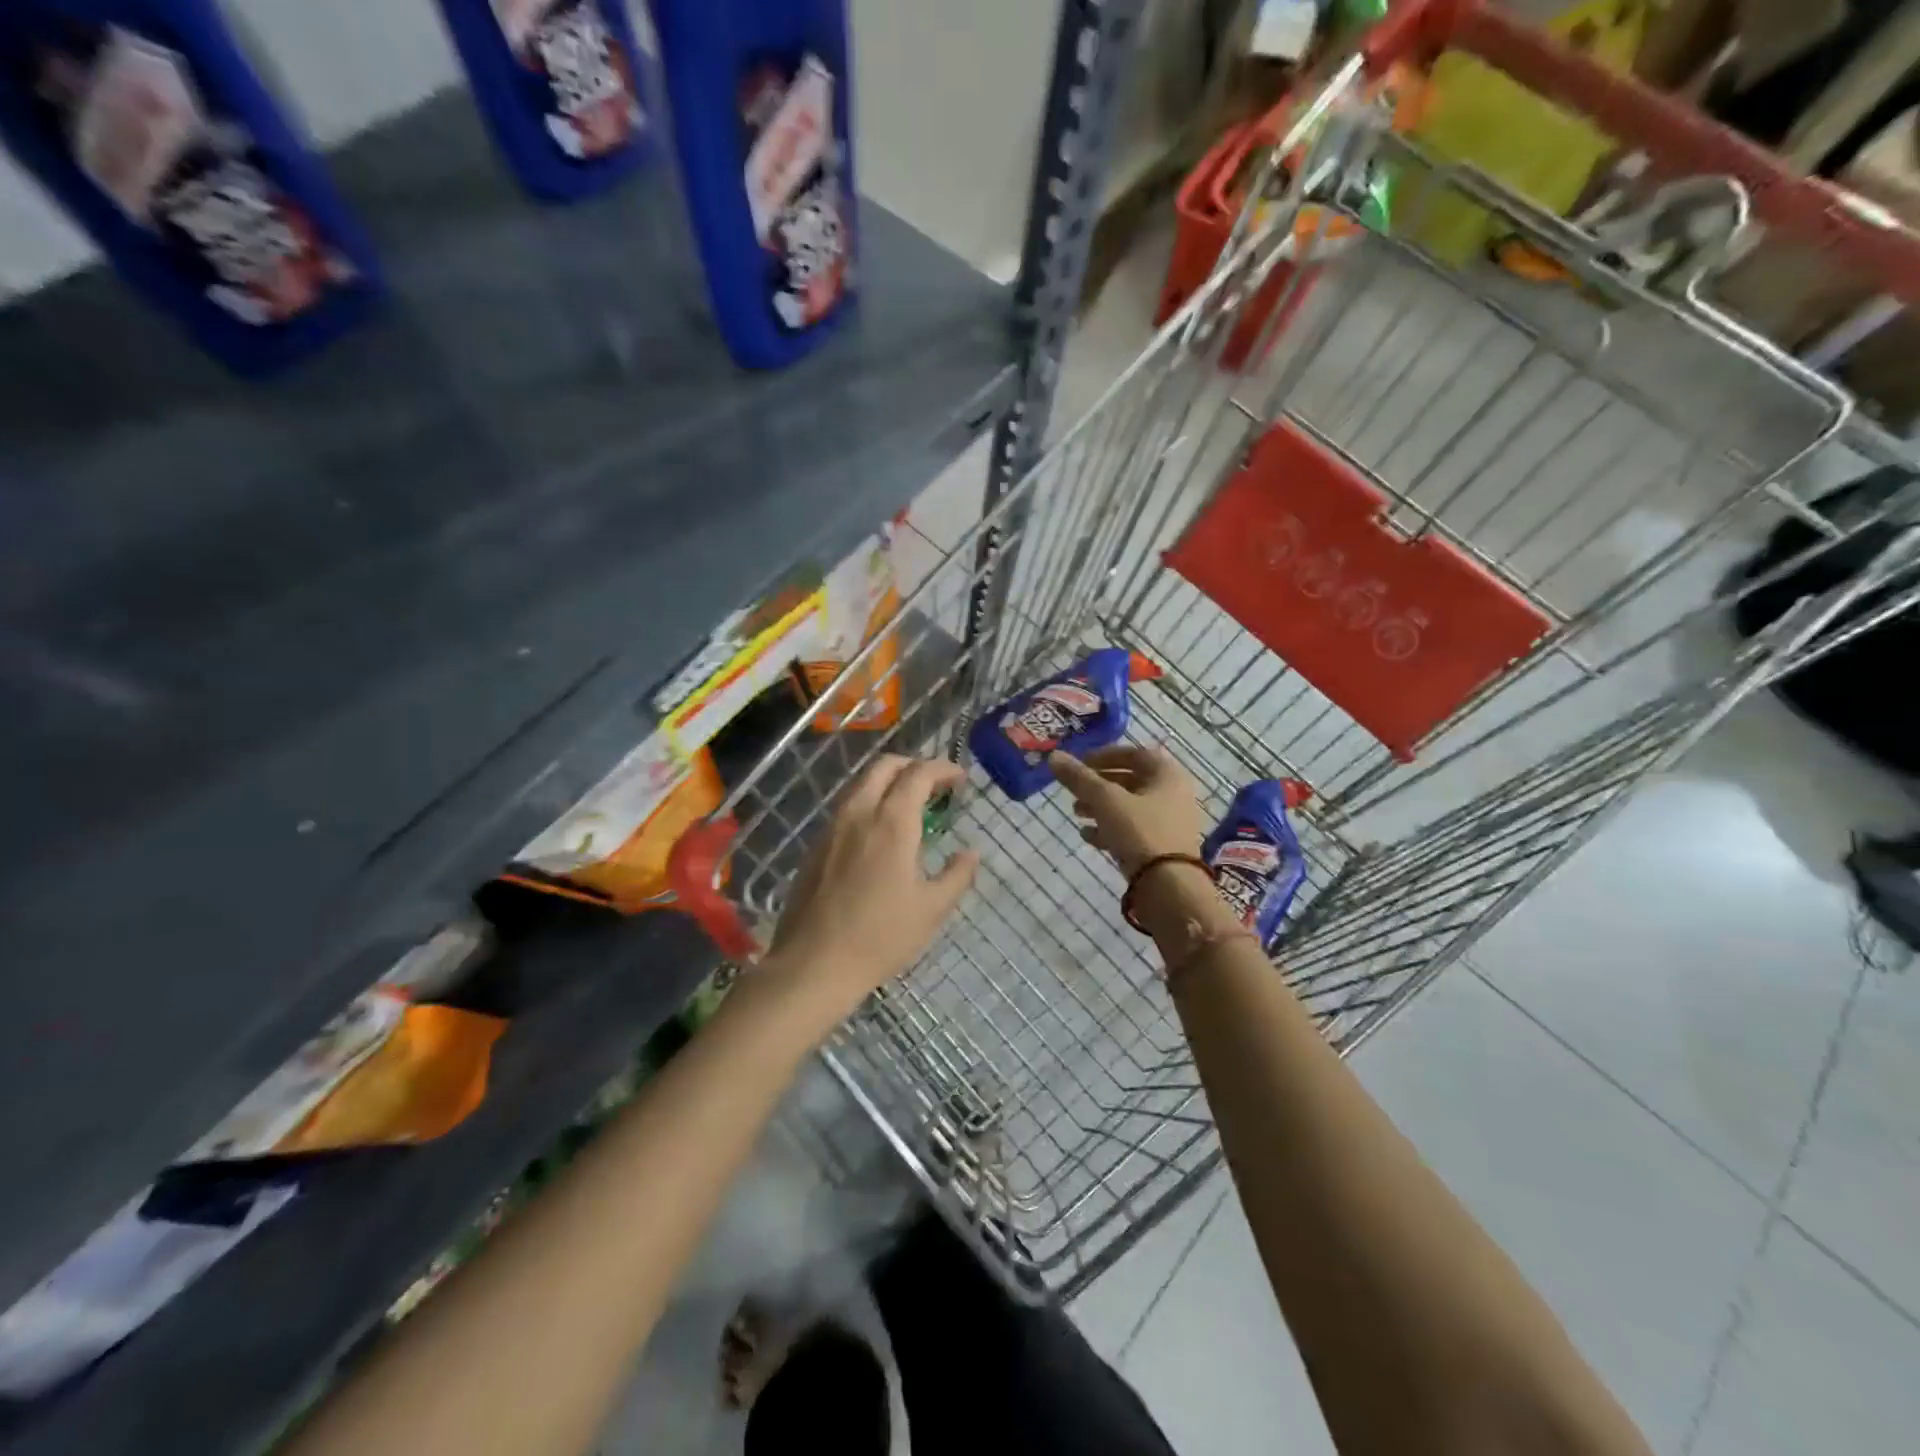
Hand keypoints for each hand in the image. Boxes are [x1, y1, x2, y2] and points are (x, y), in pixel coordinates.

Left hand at [761, 755, 979, 1031]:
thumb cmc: (880, 937)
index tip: (961, 779)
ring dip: (888, 782)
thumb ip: (957, 875)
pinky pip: (847, 808)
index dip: (943, 769)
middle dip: (913, 765)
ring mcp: (832, 828)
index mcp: (891, 822)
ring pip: (861, 784)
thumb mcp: (931, 910)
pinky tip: (880, 833)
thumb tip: (971, 853)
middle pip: (884, 766)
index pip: (918, 774)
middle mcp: (859, 813)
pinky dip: (869, 803)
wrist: (814, 964)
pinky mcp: (816, 846)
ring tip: (910, 805)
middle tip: (935, 784)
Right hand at [1049, 745, 1209, 876]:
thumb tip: (1054, 756)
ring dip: (1101, 807)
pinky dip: (1110, 828)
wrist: (1169, 887)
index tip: (1080, 764)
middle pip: (1131, 781)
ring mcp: (1169, 822)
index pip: (1135, 753)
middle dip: (1099, 785)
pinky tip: (1088, 836)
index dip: (1105, 755)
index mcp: (1168, 775)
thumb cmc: (1140, 832)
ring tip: (1076, 813)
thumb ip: (1079, 778)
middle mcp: (1174, 794)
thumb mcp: (1105, 800)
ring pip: (1129, 807)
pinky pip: (1133, 830)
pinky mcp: (1162, 847)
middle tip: (1075, 791)